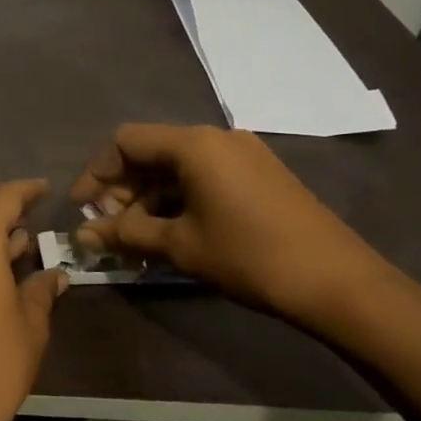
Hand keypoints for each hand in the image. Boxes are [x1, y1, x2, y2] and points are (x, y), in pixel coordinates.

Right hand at [72, 124, 393, 327]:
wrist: (339, 282)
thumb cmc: (249, 256)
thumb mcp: (179, 245)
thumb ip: (125, 234)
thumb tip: (82, 235)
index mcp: (193, 144)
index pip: (125, 141)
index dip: (97, 172)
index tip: (83, 208)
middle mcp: (216, 138)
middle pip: (150, 153)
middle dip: (122, 190)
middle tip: (110, 230)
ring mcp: (242, 155)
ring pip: (176, 168)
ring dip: (149, 200)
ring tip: (136, 240)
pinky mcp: (259, 176)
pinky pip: (203, 178)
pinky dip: (178, 201)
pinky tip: (171, 235)